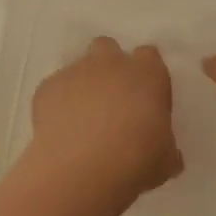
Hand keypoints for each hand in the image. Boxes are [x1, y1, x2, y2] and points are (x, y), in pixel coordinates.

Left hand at [25, 36, 182, 202]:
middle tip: (112, 100)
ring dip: (83, 85)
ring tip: (82, 120)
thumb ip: (167, 147)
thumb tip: (168, 153)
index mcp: (147, 73)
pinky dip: (57, 104)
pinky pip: (54, 89)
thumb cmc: (137, 159)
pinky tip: (60, 130)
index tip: (145, 98)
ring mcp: (76, 71)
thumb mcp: (165, 159)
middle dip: (109, 66)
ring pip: (79, 68)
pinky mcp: (47, 87)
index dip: (146, 74)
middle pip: (109, 47)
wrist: (82, 168)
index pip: (149, 56)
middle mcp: (111, 63)